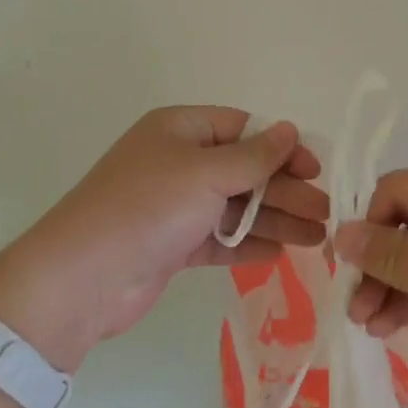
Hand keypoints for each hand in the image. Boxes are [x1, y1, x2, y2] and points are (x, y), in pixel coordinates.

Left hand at [0, 108, 325, 370]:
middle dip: (285, 190)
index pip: (243, 130)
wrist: (82, 278)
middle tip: (325, 212)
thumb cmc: (147, 207)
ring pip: (236, 207)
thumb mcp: (205, 173)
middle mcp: (178, 162)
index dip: (282, 147)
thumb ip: (254, 156)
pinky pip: (219, 238)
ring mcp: (175, 205)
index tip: (315, 169)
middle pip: (244, 170)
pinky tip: (280, 253)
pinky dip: (248, 244)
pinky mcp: (172, 244)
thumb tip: (290, 130)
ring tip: (317, 238)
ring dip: (275, 220)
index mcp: (181, 129)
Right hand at [335, 165, 407, 407]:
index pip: (396, 190)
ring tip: (370, 326)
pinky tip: (395, 327)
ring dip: (394, 286)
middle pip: (407, 223)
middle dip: (378, 264)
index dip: (367, 226)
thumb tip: (342, 233)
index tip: (347, 271)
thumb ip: (391, 254)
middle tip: (355, 310)